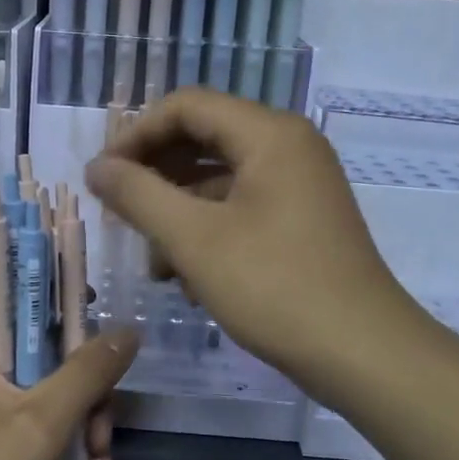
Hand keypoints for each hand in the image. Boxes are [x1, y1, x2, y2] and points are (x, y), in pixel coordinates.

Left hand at [0, 288, 138, 459]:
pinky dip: (54, 435)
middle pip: (29, 337)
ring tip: (99, 456)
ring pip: (34, 381)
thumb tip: (128, 329)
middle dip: (78, 373)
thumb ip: (89, 370)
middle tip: (106, 407)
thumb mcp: (46, 423)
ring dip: (76, 413)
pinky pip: (22, 414)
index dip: (41, 274)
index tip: (86, 295)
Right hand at [84, 87, 407, 402]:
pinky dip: (208, 232)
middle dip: (155, 176)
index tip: (103, 177)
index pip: (186, 106)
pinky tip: (189, 279)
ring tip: (155, 265)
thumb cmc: (274, 287)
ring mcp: (299, 185)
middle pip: (203, 139)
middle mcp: (288, 147)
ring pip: (219, 180)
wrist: (362, 353)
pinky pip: (241, 208)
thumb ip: (138, 195)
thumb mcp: (194, 240)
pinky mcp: (301, 221)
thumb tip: (97, 168)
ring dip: (178, 213)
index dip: (135, 134)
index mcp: (269, 134)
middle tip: (120, 214)